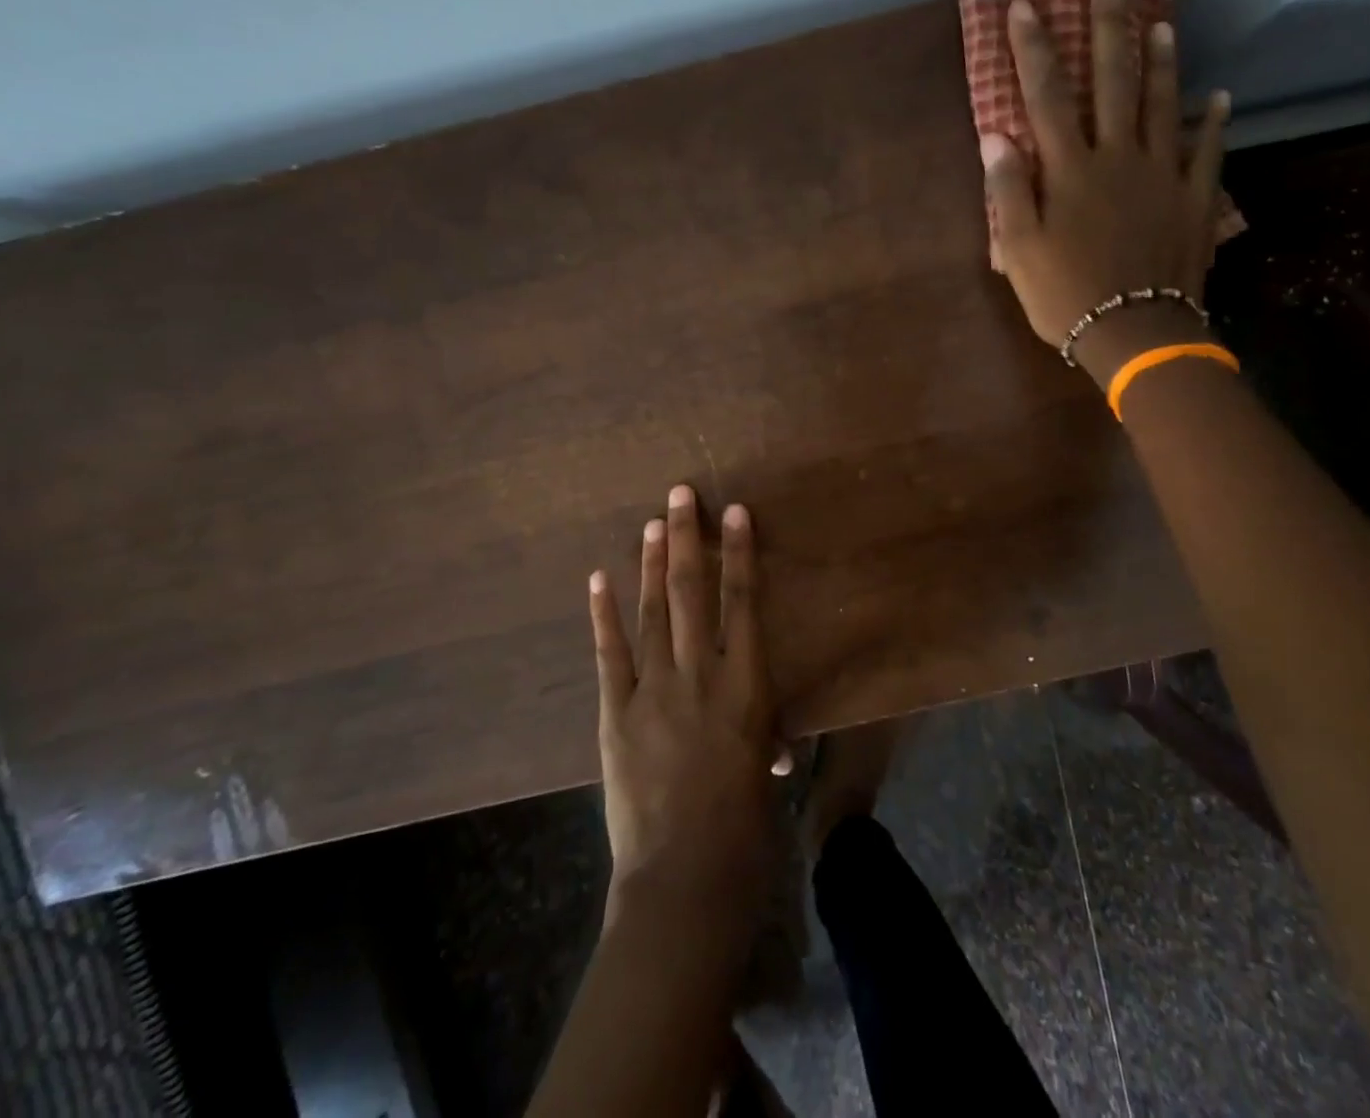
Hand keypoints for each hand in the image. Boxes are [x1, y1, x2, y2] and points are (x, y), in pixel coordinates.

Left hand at [588, 485, 777, 932]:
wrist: (684, 876)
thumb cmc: (743, 826)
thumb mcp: (762, 771)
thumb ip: (763, 742)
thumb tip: (770, 747)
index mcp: (746, 685)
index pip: (744, 603)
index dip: (739, 553)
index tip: (735, 512)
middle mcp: (700, 674)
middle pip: (692, 593)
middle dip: (687, 539)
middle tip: (680, 494)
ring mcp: (654, 691)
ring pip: (653, 613)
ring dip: (651, 564)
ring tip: (651, 523)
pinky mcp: (615, 713)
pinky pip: (610, 654)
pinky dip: (603, 614)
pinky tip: (599, 579)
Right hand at [981, 0, 1230, 362]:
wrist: (1135, 332)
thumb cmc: (1066, 294)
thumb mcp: (1019, 250)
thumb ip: (1009, 191)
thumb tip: (996, 136)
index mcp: (1071, 169)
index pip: (1047, 96)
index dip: (1034, 48)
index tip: (1024, 5)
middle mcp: (1119, 157)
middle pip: (1113, 83)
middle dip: (1108, 29)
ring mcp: (1163, 175)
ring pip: (1164, 105)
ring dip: (1162, 61)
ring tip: (1164, 23)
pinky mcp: (1193, 199)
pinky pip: (1207, 151)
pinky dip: (1213, 122)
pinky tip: (1220, 97)